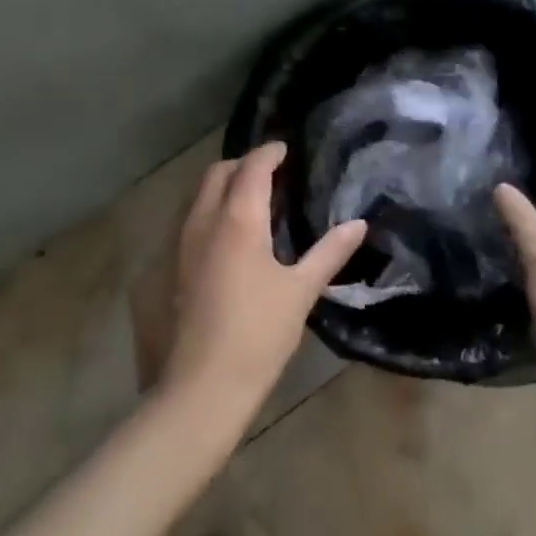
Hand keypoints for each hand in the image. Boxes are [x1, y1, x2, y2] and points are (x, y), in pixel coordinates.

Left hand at [160, 142, 367, 414]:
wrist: (203, 387)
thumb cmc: (259, 333)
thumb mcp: (302, 290)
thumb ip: (330, 252)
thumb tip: (359, 224)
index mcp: (238, 220)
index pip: (251, 168)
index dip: (269, 153)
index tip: (286, 149)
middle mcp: (205, 222)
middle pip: (218, 173)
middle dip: (244, 164)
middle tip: (273, 172)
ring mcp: (184, 245)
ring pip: (201, 195)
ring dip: (226, 185)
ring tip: (257, 199)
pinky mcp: (176, 267)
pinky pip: (194, 218)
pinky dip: (215, 208)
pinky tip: (236, 234)